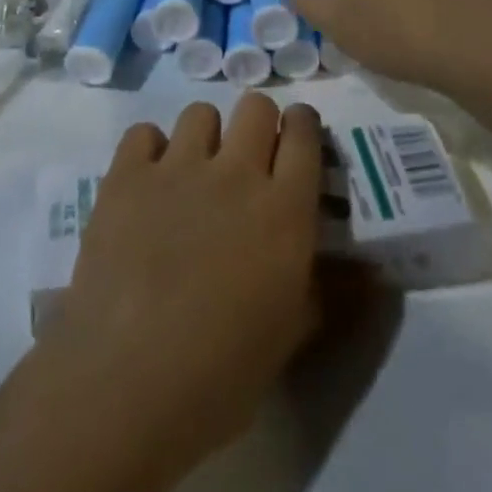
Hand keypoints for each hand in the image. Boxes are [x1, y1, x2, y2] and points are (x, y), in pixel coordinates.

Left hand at [28, 95, 325, 490]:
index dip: (302, 126)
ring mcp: (178, 168)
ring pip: (200, 113)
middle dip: (257, 124)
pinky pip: (144, 133)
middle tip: (246, 159)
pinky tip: (146, 185)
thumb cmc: (220, 375)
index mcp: (284, 210)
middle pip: (256, 106)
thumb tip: (366, 273)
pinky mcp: (127, 175)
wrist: (125, 385)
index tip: (295, 138)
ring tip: (191, 175)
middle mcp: (236, 173)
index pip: (304, 133)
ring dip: (203, 138)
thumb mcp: (289, 336)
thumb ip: (325, 289)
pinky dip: (148, 151)